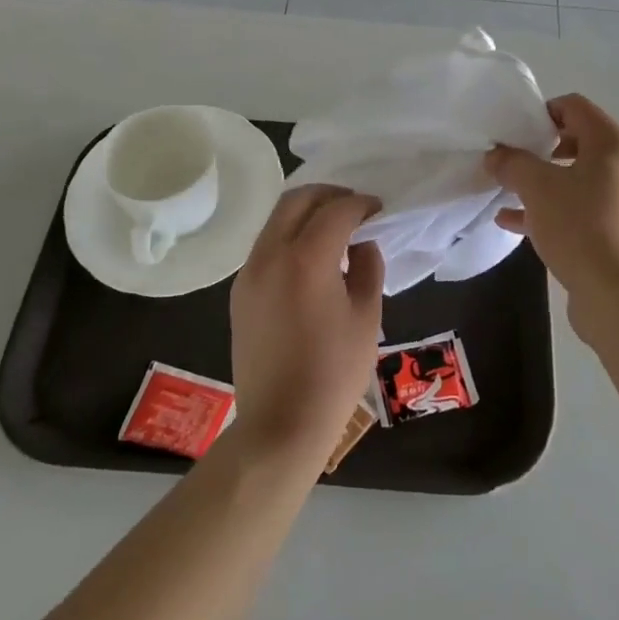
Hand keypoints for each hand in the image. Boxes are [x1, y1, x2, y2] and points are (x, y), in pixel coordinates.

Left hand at [229, 185, 383, 468]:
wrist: (280, 424)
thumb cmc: (334, 373)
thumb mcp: (367, 317)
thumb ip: (368, 268)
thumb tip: (362, 244)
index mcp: (306, 258)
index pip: (336, 210)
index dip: (361, 204)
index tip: (378, 210)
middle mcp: (270, 254)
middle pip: (296, 200)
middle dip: (329, 195)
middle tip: (355, 208)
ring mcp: (249, 272)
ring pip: (276, 219)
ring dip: (306, 213)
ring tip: (334, 231)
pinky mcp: (240, 291)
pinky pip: (266, 245)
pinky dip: (290, 236)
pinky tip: (311, 259)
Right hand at [485, 94, 618, 331]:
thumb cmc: (580, 227)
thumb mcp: (536, 188)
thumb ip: (512, 163)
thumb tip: (496, 154)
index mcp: (614, 143)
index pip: (574, 107)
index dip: (541, 112)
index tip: (513, 132)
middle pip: (577, 141)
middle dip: (539, 149)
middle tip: (511, 160)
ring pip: (577, 178)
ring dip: (542, 182)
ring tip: (508, 191)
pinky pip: (581, 208)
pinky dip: (552, 208)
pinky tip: (515, 222)